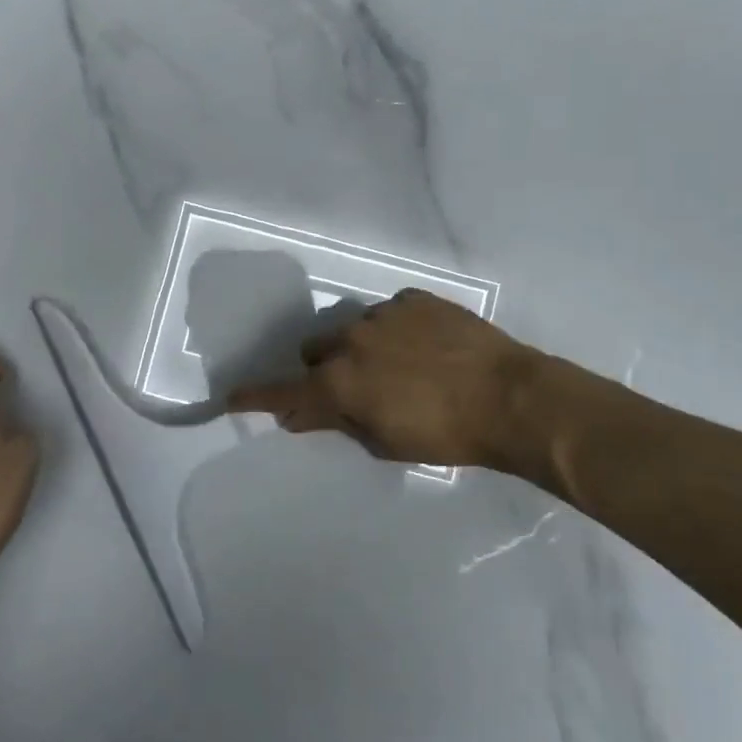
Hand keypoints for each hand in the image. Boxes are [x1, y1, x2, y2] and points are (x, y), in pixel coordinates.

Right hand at [229, 289, 564, 477]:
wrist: (510, 397)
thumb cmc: (445, 435)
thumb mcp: (384, 442)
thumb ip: (338, 423)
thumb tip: (301, 414)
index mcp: (340, 382)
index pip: (283, 390)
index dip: (255, 396)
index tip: (231, 397)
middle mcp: (351, 340)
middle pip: (314, 351)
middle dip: (323, 370)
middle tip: (353, 390)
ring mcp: (383, 313)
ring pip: (351, 328)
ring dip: (360, 348)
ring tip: (400, 367)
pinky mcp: (414, 298)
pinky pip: (390, 312)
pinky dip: (396, 330)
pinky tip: (425, 347)